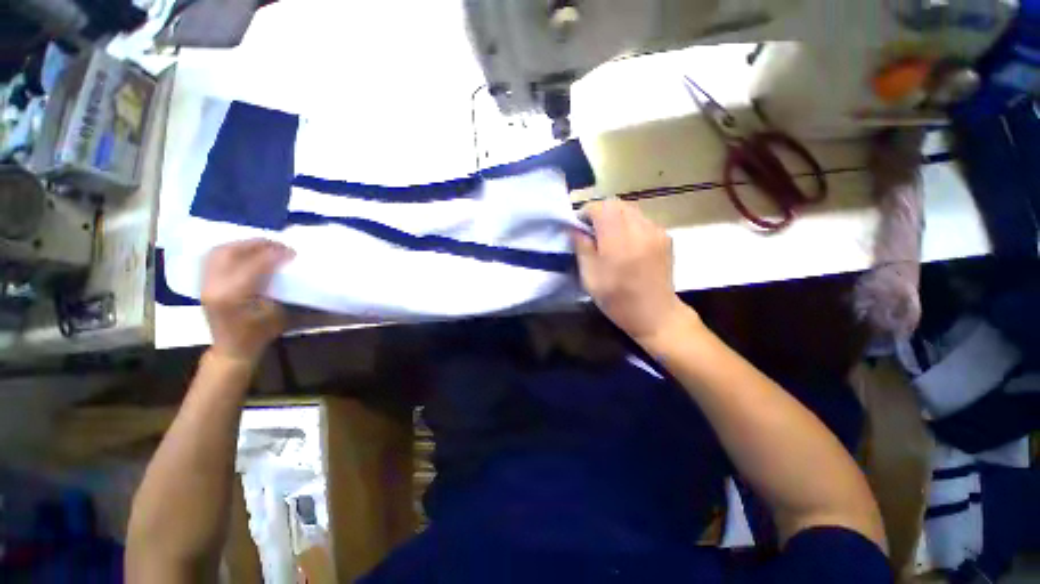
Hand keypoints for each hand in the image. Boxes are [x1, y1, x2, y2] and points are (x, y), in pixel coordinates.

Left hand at [201, 240, 294, 364]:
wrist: (233, 348)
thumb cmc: (260, 333)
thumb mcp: (277, 312)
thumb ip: (280, 287)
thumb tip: (288, 266)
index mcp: (234, 295)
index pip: (254, 264)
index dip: (275, 254)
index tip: (292, 251)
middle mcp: (215, 285)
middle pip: (231, 252)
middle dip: (257, 244)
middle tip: (278, 244)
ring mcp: (205, 283)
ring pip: (219, 251)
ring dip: (243, 244)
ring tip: (263, 246)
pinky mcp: (204, 283)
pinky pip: (214, 257)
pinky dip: (232, 250)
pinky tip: (247, 252)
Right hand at [572, 200, 690, 343]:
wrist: (656, 314)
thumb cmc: (618, 300)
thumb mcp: (590, 277)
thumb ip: (581, 248)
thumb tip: (574, 228)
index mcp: (619, 242)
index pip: (601, 208)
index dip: (587, 212)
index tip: (579, 226)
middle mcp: (640, 230)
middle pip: (617, 204)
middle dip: (600, 212)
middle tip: (592, 231)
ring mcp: (656, 232)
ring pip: (630, 209)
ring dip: (615, 217)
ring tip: (608, 237)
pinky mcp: (665, 236)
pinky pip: (642, 219)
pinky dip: (629, 224)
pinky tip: (626, 243)